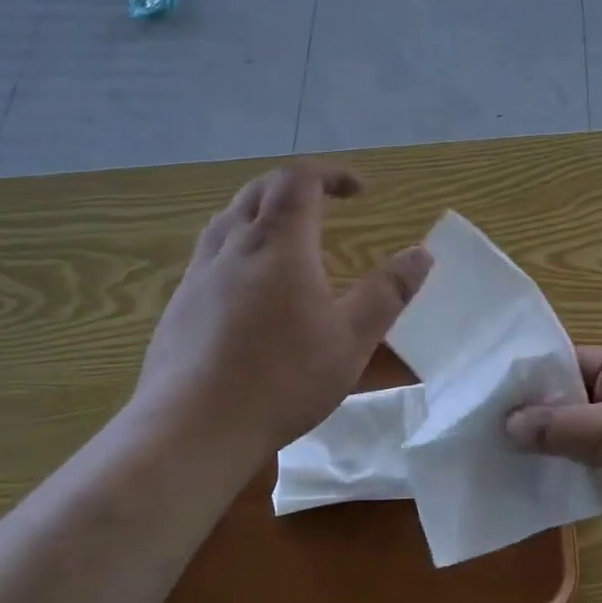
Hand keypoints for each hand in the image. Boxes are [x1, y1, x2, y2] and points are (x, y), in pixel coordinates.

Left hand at [132, 162, 431, 456]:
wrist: (191, 429)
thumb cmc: (282, 379)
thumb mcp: (352, 339)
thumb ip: (389, 292)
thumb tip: (422, 254)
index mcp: (278, 244)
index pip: (299, 179)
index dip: (331, 173)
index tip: (361, 191)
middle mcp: (234, 245)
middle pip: (260, 189)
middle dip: (297, 186)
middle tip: (327, 204)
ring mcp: (199, 273)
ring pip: (229, 217)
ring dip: (263, 210)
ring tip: (289, 235)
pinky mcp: (179, 303)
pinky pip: (210, 251)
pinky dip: (238, 244)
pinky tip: (249, 284)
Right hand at [506, 348, 601, 581]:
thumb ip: (558, 426)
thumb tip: (508, 422)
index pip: (567, 362)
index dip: (529, 376)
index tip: (484, 392)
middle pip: (568, 404)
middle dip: (529, 419)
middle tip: (478, 431)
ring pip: (575, 444)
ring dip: (543, 456)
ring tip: (491, 464)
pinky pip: (588, 478)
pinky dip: (563, 486)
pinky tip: (526, 496)